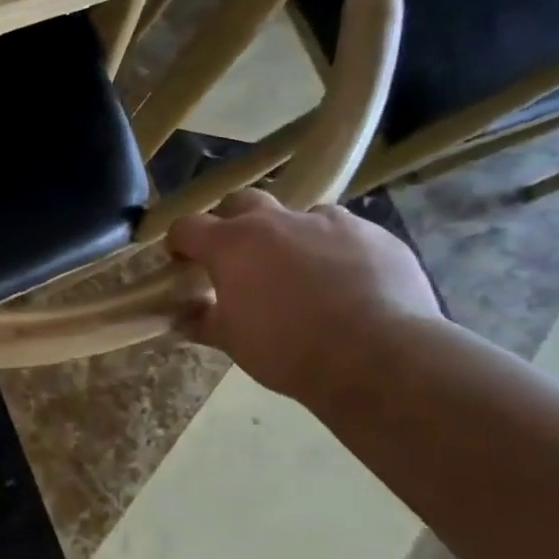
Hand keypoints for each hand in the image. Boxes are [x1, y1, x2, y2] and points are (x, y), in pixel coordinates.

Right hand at [165, 189, 441, 402]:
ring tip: (300, 271)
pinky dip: (335, 250)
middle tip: (239, 258)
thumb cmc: (287, 349)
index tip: (182, 262)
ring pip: (300, 215)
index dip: (180, 242)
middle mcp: (277, 221)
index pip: (187, 227)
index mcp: (232, 244)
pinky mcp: (376, 234)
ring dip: (291, 235)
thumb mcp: (231, 340)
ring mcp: (330, 223)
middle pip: (242, 202)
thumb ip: (202, 321)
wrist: (379, 357)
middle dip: (233, 223)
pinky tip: (345, 283)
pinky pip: (345, 233)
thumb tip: (181, 318)